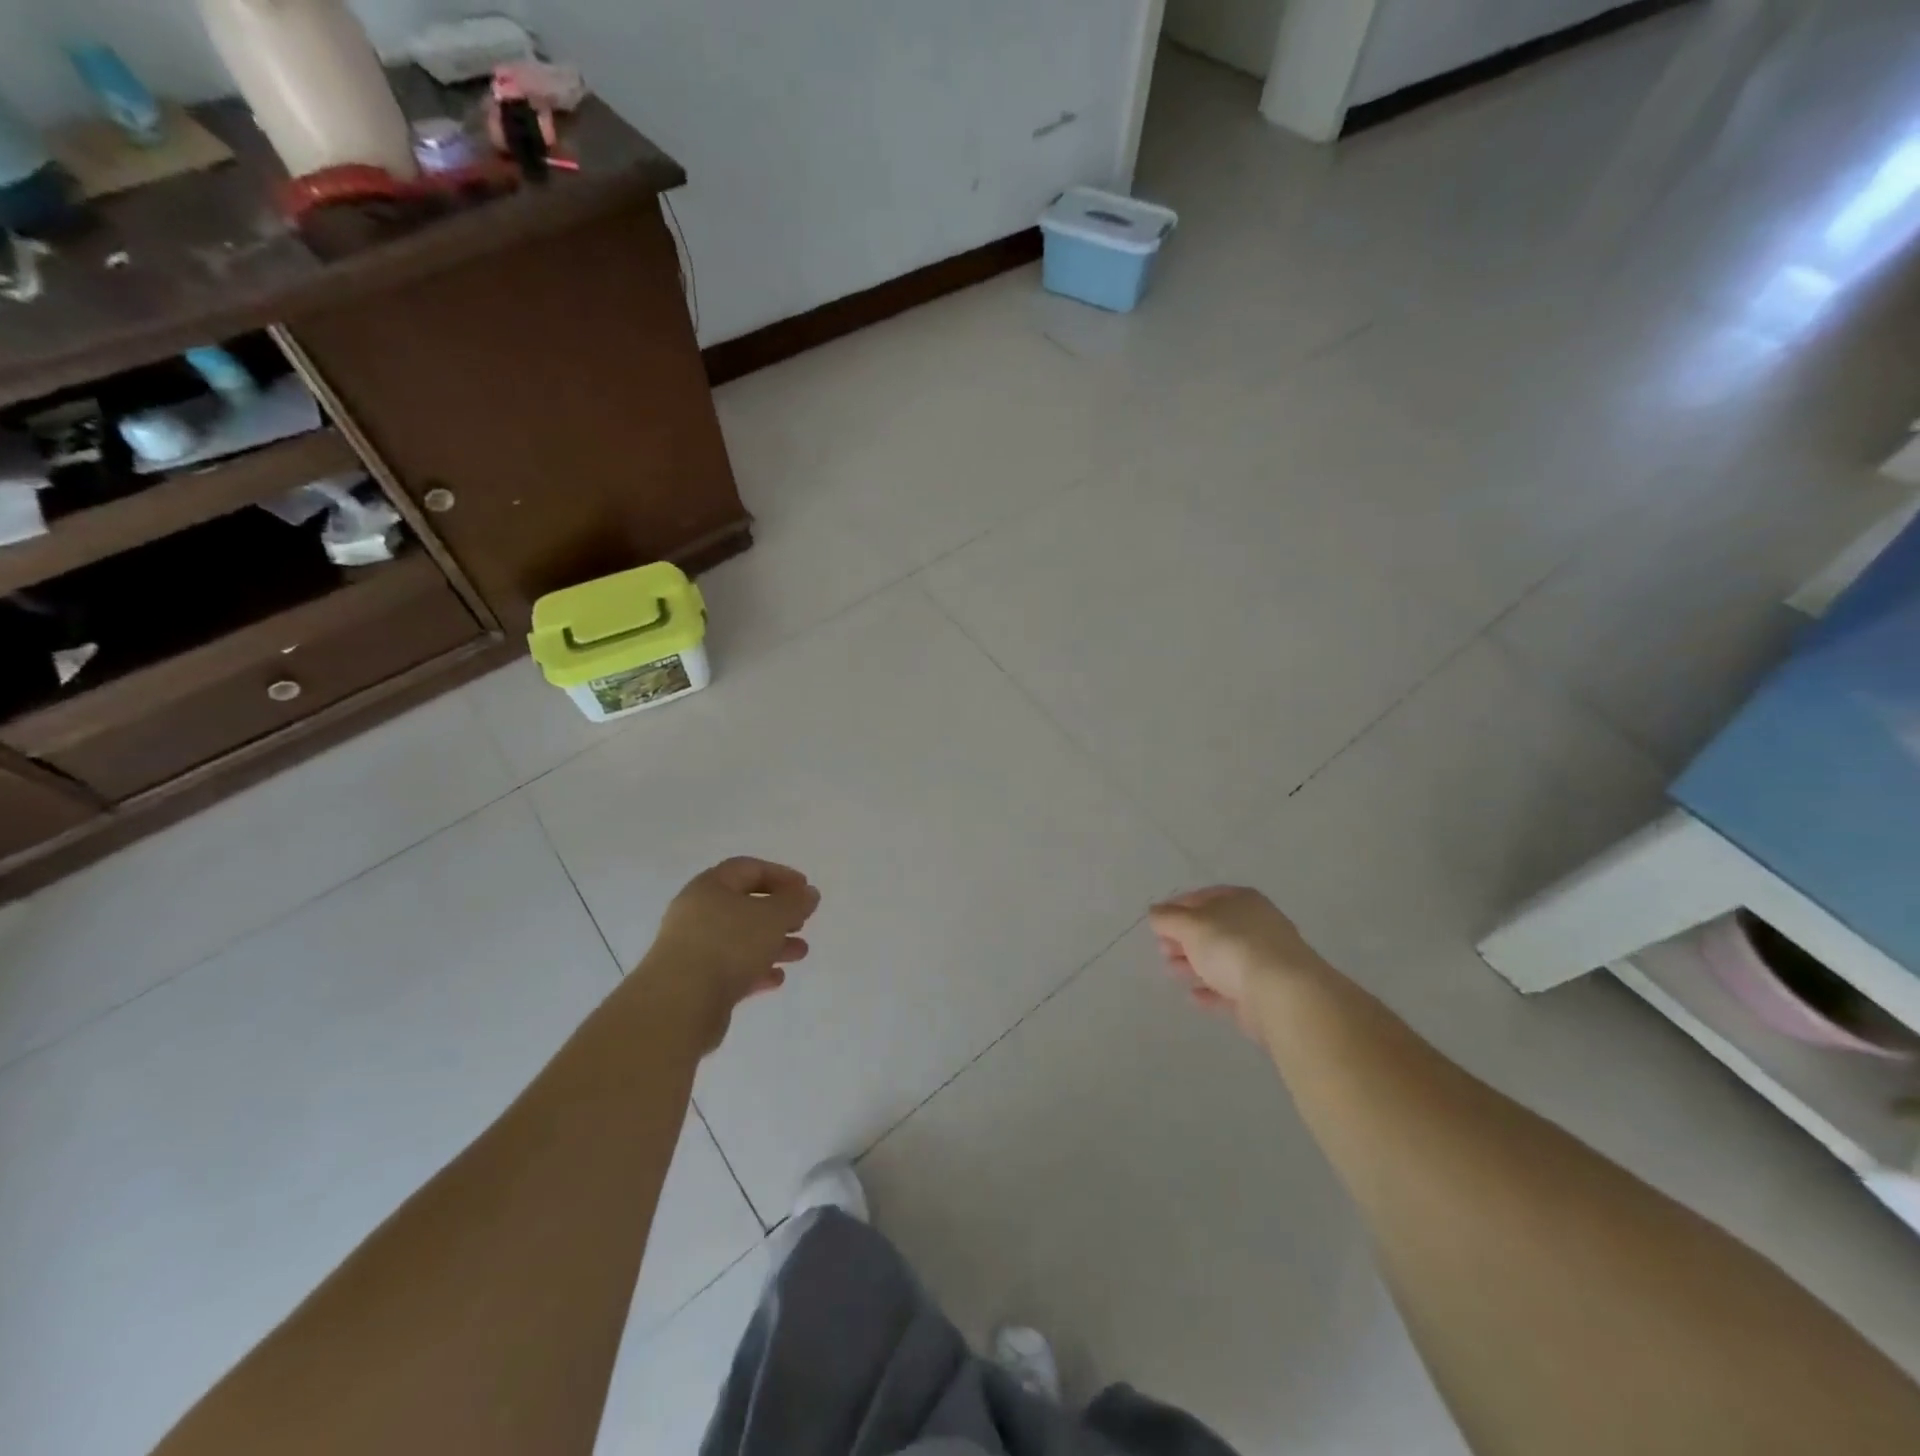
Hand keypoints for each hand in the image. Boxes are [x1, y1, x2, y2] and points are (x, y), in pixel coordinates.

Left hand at [638, 857, 820, 1050]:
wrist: (678, 1006)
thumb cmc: (728, 946)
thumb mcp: (773, 916)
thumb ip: (795, 902)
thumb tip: (808, 893)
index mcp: (710, 887)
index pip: (748, 869)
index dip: (780, 875)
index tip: (806, 889)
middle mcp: (696, 913)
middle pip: (743, 905)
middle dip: (778, 913)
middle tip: (802, 922)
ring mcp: (693, 949)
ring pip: (739, 940)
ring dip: (772, 943)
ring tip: (800, 953)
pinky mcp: (694, 983)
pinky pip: (730, 969)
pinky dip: (755, 970)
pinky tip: (776, 979)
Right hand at [1149, 886, 1327, 1038]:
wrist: (1282, 994)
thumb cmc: (1232, 947)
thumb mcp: (1191, 925)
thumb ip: (1168, 918)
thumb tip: (1155, 913)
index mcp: (1241, 900)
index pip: (1203, 897)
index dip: (1177, 907)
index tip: (1156, 923)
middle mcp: (1255, 924)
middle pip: (1212, 928)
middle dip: (1184, 938)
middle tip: (1162, 949)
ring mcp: (1263, 959)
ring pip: (1220, 958)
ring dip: (1194, 964)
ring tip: (1172, 971)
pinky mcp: (1264, 991)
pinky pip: (1231, 987)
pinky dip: (1211, 990)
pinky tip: (1194, 996)